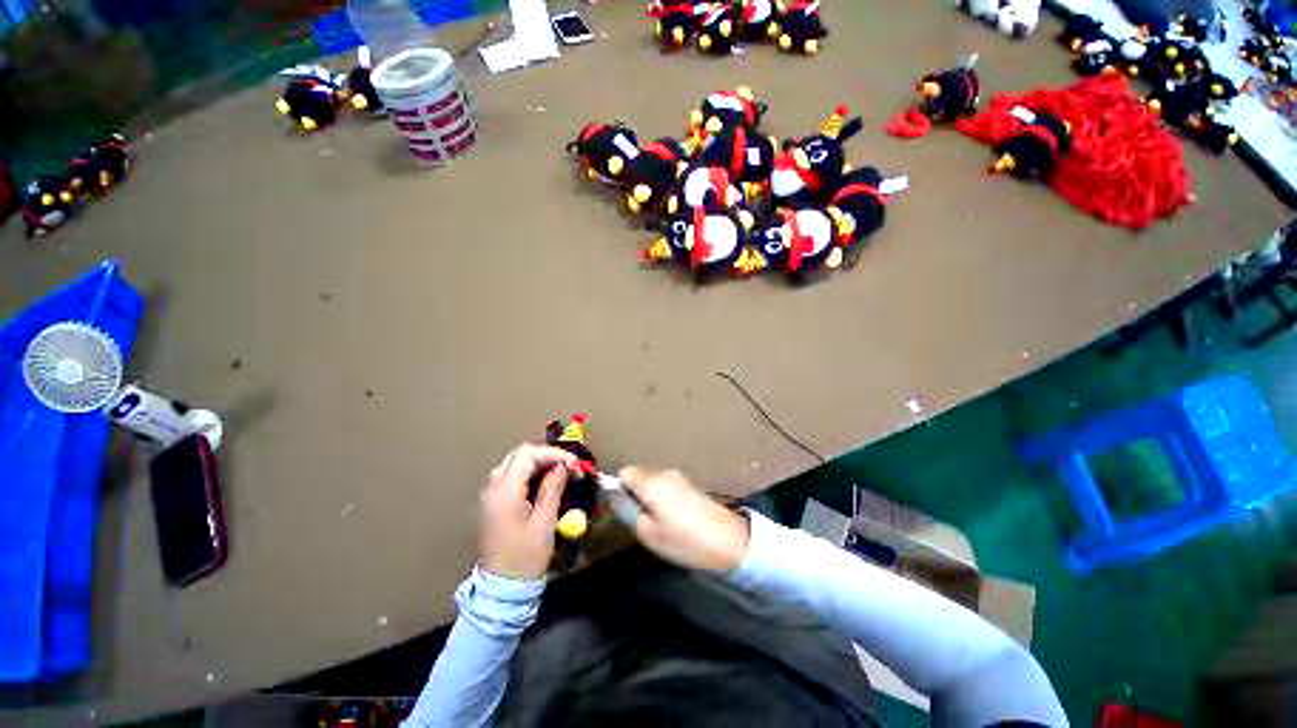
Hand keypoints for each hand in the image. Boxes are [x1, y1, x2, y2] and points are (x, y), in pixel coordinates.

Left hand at [479, 443, 577, 579]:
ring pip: (514, 462)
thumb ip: (553, 488)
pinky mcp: (493, 502)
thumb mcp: (545, 521)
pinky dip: (529, 472)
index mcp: (505, 491)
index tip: (574, 464)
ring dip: (538, 462)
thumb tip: (563, 466)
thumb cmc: (526, 556)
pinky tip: (544, 481)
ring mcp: (490, 494)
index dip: (553, 453)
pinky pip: (511, 475)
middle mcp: (493, 487)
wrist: (502, 587)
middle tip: (568, 466)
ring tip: (560, 472)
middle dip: (547, 455)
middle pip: (520, 454)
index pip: (528, 454)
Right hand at [618, 467, 749, 573]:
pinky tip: (675, 520)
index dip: (619, 489)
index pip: (624, 472)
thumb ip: (626, 510)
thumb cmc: (684, 540)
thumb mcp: (647, 532)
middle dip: (635, 495)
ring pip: (653, 483)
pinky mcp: (690, 485)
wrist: (729, 541)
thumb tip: (613, 495)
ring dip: (650, 498)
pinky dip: (664, 500)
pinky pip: (667, 487)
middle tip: (643, 522)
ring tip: (661, 524)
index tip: (625, 510)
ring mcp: (679, 477)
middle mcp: (664, 473)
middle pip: (639, 476)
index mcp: (651, 482)